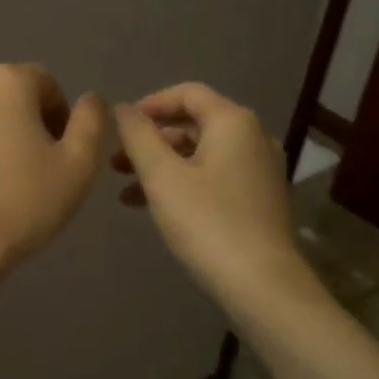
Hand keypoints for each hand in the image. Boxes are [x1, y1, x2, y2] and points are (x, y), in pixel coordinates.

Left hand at [0, 64, 108, 279]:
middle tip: (28, 168)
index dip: (58, 115)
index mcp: (6, 82)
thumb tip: (89, 99)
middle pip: (1, 97)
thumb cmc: (22, 203)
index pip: (43, 83)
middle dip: (18, 123)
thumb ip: (91, 122)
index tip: (59, 153)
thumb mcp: (79, 166)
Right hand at [111, 82, 306, 309]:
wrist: (261, 285)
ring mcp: (260, 170)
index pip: (188, 93)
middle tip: (116, 164)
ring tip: (127, 193)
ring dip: (163, 166)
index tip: (120, 127)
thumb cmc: (207, 222)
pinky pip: (215, 176)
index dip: (150, 104)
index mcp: (233, 122)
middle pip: (194, 124)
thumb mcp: (162, 176)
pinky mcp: (260, 199)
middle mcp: (253, 137)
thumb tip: (123, 109)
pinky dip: (184, 183)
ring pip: (202, 154)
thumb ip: (138, 136)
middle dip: (151, 141)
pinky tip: (157, 208)